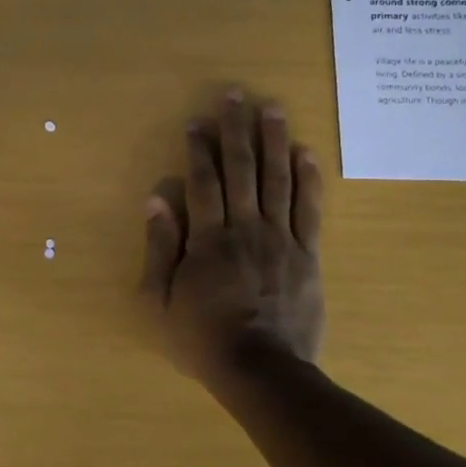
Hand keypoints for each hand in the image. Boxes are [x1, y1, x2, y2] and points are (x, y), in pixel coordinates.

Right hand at [141, 91, 323, 379]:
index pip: (203, 182)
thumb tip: (156, 200)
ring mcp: (281, 239)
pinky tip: (306, 153)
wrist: (262, 371)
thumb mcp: (160, 300)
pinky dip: (308, 179)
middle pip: (242, 169)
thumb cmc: (202, 338)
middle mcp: (245, 228)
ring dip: (274, 141)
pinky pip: (310, 209)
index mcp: (208, 239)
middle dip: (236, 130)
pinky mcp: (308, 255)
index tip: (196, 121)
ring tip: (272, 109)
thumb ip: (159, 248)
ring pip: (278, 180)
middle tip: (236, 95)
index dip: (199, 149)